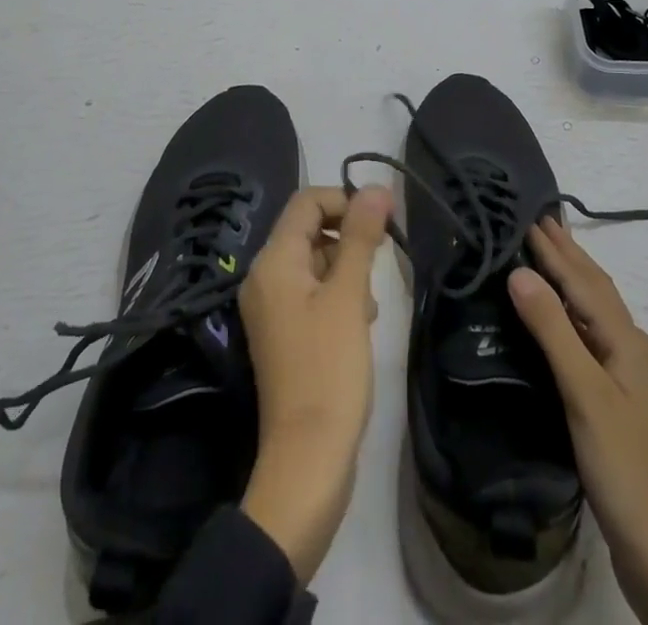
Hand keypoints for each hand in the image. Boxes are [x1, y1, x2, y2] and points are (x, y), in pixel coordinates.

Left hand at [237, 184, 393, 583]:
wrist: (308, 459)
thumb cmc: (329, 369)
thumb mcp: (349, 296)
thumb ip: (361, 237)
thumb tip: (377, 187)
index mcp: (273, 262)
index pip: (307, 203)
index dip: (345, 200)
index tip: (383, 218)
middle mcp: (265, 278)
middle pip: (309, 230)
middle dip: (349, 236)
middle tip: (382, 260)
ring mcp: (272, 308)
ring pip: (315, 262)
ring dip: (348, 267)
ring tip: (372, 299)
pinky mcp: (285, 333)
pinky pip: (312, 292)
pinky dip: (339, 293)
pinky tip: (363, 319)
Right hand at [509, 218, 647, 624]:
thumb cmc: (625, 469)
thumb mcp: (585, 395)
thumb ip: (553, 331)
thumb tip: (519, 272)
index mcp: (627, 341)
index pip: (582, 281)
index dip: (554, 249)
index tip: (527, 214)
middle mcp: (630, 349)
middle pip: (594, 289)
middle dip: (567, 253)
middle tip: (537, 220)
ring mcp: (626, 376)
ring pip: (594, 311)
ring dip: (570, 278)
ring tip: (546, 253)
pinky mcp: (617, 401)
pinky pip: (589, 336)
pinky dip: (570, 312)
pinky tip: (559, 319)